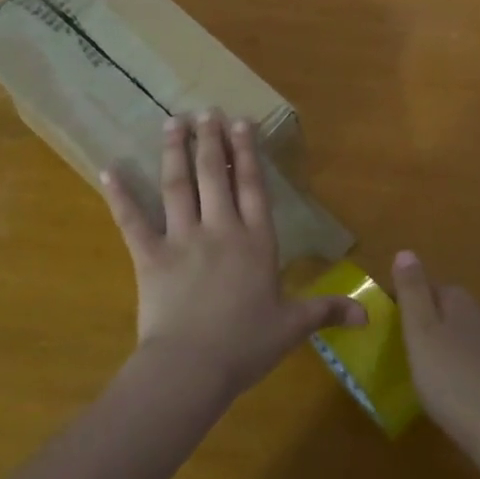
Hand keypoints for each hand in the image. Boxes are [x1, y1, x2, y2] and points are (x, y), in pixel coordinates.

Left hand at [101, 110, 364, 398]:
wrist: (191, 367)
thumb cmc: (246, 345)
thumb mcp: (292, 326)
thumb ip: (327, 311)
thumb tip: (368, 314)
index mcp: (256, 241)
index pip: (252, 186)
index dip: (246, 152)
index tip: (240, 122)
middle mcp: (220, 229)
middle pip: (214, 175)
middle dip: (210, 140)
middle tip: (205, 110)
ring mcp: (182, 239)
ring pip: (177, 186)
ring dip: (175, 151)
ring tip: (173, 122)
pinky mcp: (150, 256)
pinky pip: (132, 220)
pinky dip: (120, 195)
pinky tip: (110, 168)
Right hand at [393, 251, 479, 463]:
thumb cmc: (450, 376)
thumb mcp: (421, 329)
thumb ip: (413, 290)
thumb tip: (406, 251)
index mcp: (458, 298)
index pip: (421, 285)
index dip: (397, 302)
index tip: (378, 325)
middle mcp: (476, 313)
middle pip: (435, 308)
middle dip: (413, 322)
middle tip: (389, 348)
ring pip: (447, 332)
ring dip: (428, 344)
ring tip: (406, 367)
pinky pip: (458, 356)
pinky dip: (443, 364)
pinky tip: (434, 385)